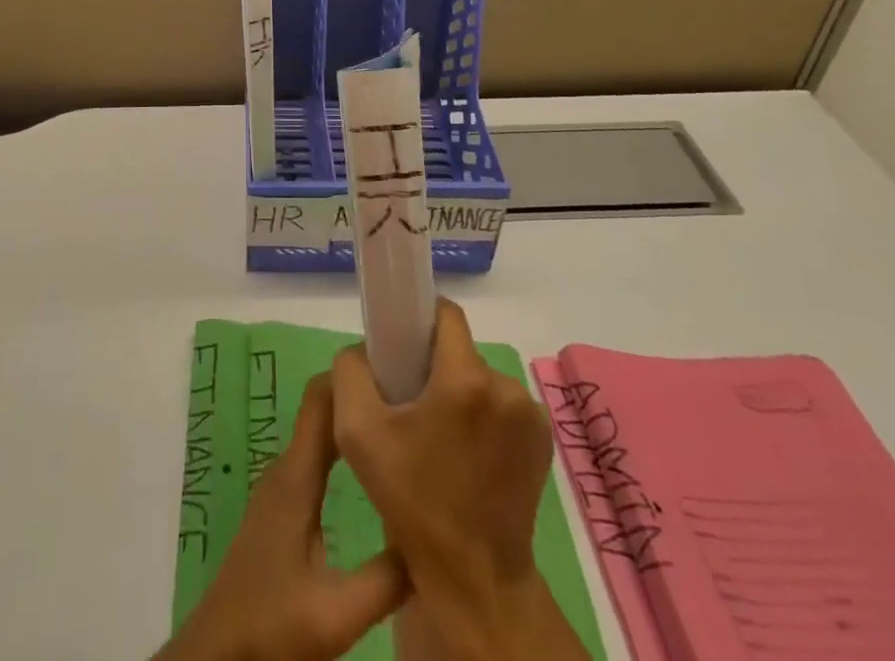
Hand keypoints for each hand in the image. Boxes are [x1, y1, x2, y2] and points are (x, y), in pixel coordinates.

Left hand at [157, 372, 406, 660]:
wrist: (218, 654)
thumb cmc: (270, 625)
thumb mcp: (337, 611)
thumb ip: (388, 576)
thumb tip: (435, 531)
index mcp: (296, 476)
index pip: (321, 397)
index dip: (353, 373)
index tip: (396, 366)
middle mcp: (287, 469)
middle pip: (324, 410)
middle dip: (364, 395)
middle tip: (414, 397)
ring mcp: (282, 487)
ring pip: (321, 435)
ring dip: (356, 422)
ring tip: (403, 425)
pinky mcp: (284, 508)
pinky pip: (317, 458)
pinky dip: (346, 449)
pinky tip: (375, 469)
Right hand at [332, 299, 587, 660]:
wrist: (474, 579)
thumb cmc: (412, 502)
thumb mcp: (357, 433)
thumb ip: (350, 371)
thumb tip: (363, 350)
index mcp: (465, 380)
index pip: (444, 314)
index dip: (417, 320)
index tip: (399, 346)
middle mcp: (505, 387)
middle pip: (459, 350)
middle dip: (434, 367)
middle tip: (411, 404)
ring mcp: (530, 415)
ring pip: (480, 378)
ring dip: (459, 394)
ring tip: (439, 437)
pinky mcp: (543, 440)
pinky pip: (502, 404)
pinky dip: (483, 416)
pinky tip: (467, 453)